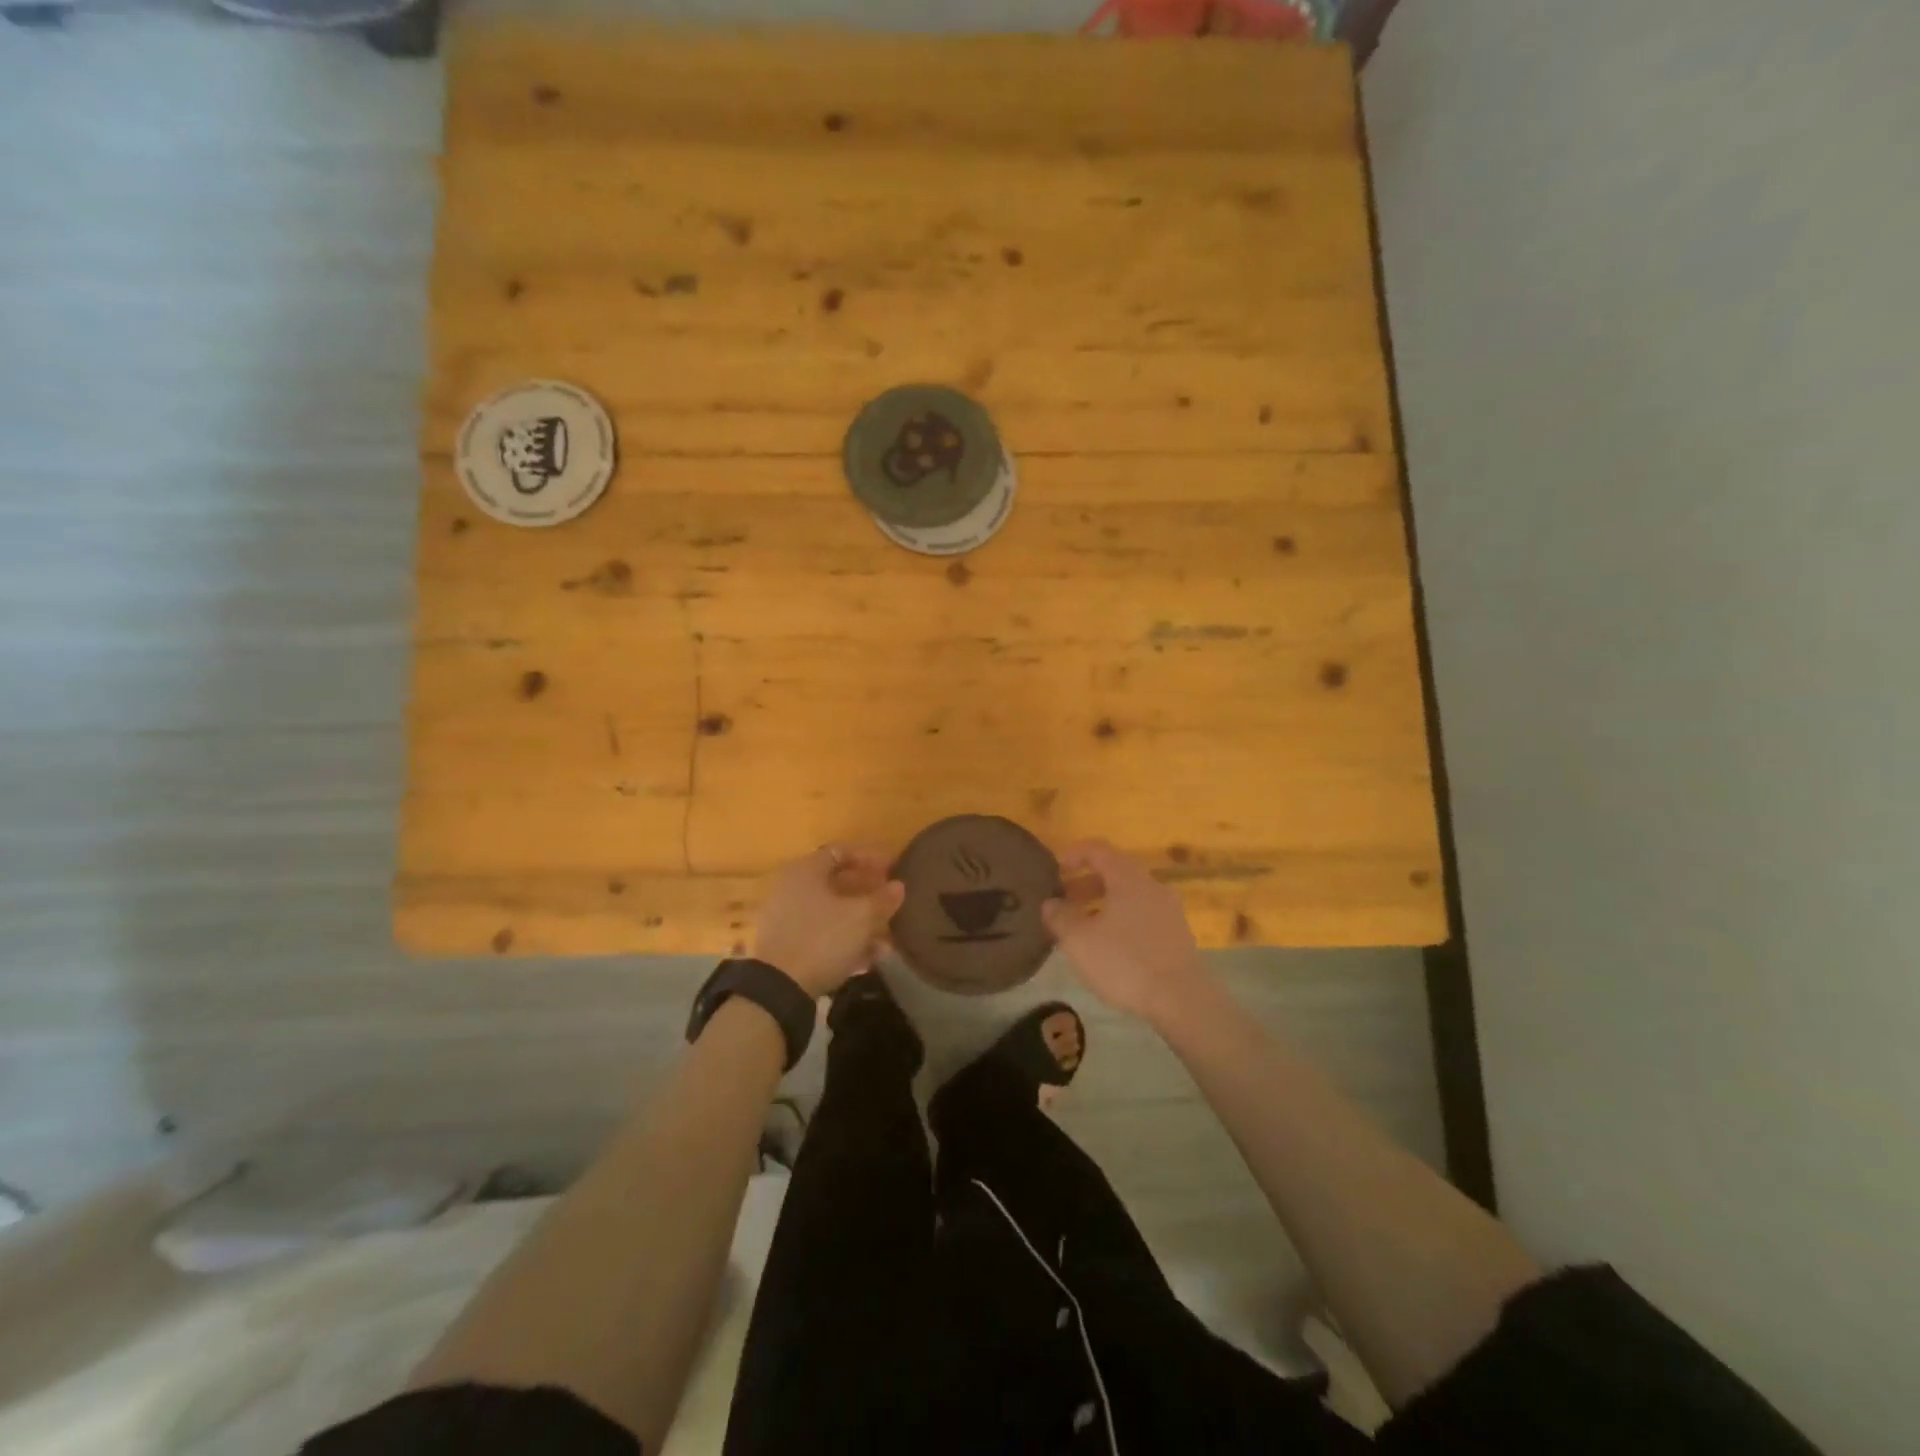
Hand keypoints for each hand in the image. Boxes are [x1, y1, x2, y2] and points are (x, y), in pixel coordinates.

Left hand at [752, 845, 904, 997]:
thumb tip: (897, 886)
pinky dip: (844, 941)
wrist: (779, 989)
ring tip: (886, 941)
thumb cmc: (823, 939)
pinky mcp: (786, 946)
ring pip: (831, 913)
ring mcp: (786, 918)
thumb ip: (882, 899)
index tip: (892, 868)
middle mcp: (791, 888)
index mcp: (806, 871)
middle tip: (891, 902)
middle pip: (836, 883)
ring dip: (860, 923)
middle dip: (867, 894)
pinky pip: (821, 935)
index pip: (840, 851)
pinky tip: (867, 960)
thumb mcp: (861, 918)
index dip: (869, 858)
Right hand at [1043, 840, 1213, 1024]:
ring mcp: (1168, 910)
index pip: (1097, 849)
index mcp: (1127, 877)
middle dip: (1085, 883)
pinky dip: (1120, 919)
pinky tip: (1108, 945)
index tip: (1055, 869)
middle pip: (1114, 872)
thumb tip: (1050, 903)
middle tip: (1063, 902)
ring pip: (1129, 895)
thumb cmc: (1125, 962)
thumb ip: (1059, 917)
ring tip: (1082, 927)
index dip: (1074, 854)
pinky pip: (1142, 914)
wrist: (1182, 1000)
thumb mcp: (1079, 941)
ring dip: (1102, 904)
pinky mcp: (1177, 934)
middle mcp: (1151, 885)